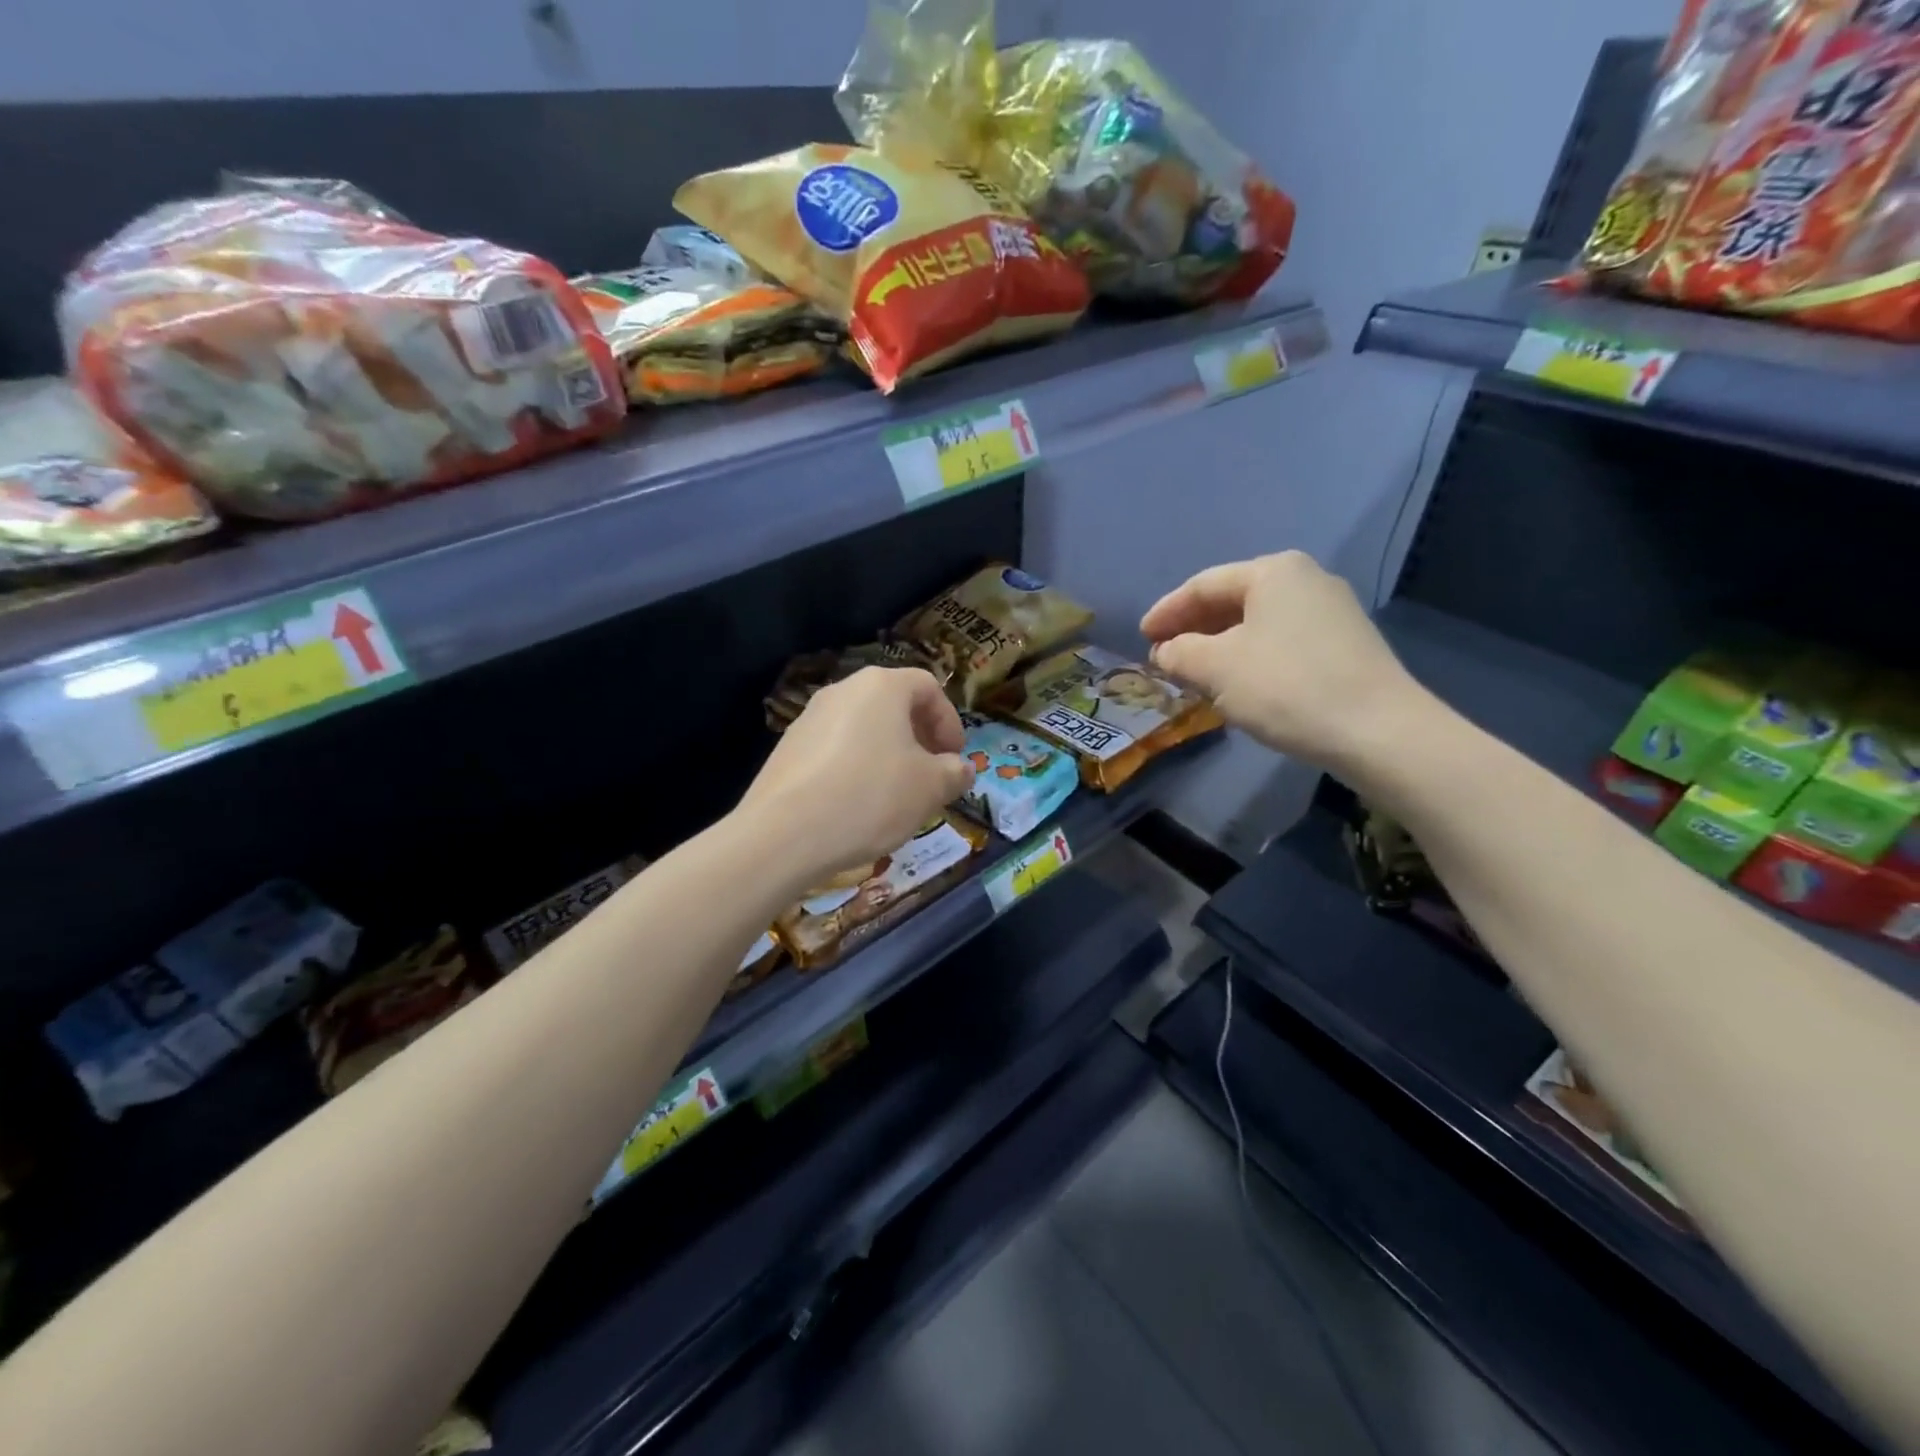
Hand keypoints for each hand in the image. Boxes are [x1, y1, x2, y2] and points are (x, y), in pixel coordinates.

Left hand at [737, 667, 974, 885]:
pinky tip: (857, 805)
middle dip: (919, 738)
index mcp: (881, 686)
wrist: (783, 834)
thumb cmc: (870, 797)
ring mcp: (809, 718)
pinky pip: (835, 750)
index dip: (949, 721)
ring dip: (887, 754)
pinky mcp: (787, 749)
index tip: (955, 758)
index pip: (928, 687)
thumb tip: (961, 769)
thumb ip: (955, 773)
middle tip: (930, 775)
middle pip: (893, 704)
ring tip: (895, 794)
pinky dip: (855, 768)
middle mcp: (843, 691)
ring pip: (863, 728)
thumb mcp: (930, 788)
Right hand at [1140, 551, 1427, 770]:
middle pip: (1232, 600)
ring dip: (1220, 645)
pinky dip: (1250, 657)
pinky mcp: (1345, 644)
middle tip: (1164, 655)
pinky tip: (1238, 683)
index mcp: (1273, 571)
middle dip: (1194, 628)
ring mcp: (1332, 611)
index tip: (1141, 637)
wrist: (1378, 730)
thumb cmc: (1286, 687)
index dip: (1166, 612)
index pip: (1203, 585)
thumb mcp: (1216, 668)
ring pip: (1258, 623)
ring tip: (1194, 673)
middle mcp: (1306, 580)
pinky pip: (1281, 641)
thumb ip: (1180, 653)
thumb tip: (1166, 651)